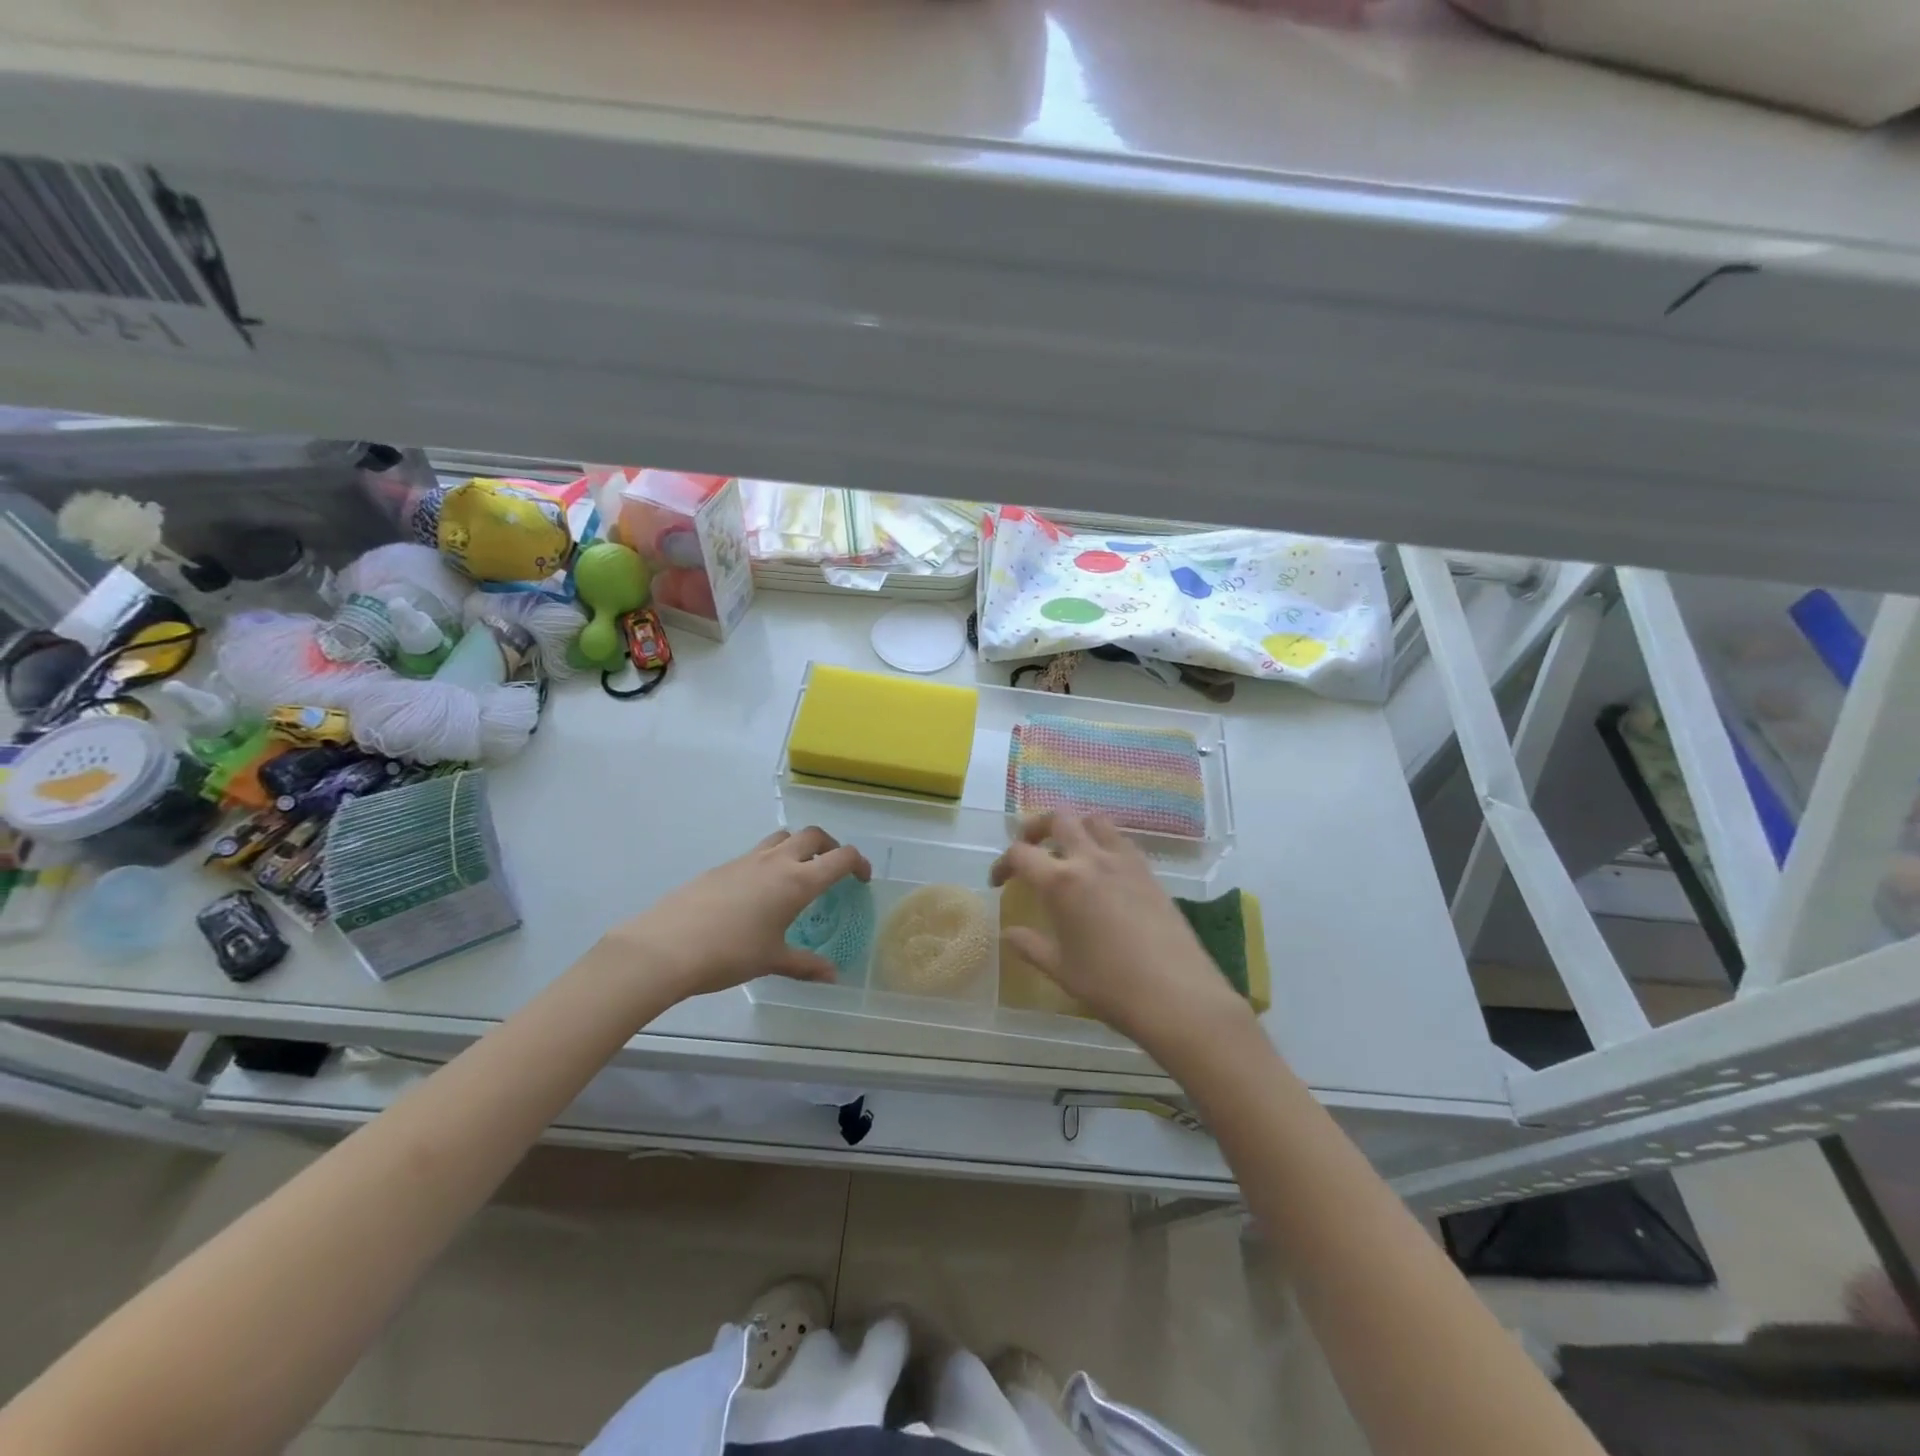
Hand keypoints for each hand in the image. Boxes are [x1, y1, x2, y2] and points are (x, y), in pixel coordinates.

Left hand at [604, 828, 870, 1000]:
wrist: (666, 947)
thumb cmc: (729, 954)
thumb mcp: (772, 961)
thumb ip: (805, 965)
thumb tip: (832, 976)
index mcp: (797, 881)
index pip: (840, 857)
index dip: (858, 863)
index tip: (862, 878)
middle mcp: (776, 862)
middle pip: (813, 835)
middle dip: (830, 846)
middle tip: (833, 869)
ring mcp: (746, 860)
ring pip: (782, 837)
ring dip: (798, 847)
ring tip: (797, 874)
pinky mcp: (722, 867)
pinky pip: (756, 853)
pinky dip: (770, 861)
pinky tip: (759, 893)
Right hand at [990, 814, 1253, 1056]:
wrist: (1177, 995)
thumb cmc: (1110, 986)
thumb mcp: (1061, 970)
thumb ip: (1030, 946)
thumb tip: (1008, 933)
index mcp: (1061, 882)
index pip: (1021, 853)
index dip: (1003, 864)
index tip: (999, 882)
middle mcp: (1091, 860)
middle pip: (1059, 819)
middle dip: (1036, 827)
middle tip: (1029, 848)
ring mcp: (1124, 862)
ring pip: (1094, 820)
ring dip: (1075, 827)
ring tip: (1067, 850)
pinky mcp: (1150, 872)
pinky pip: (1121, 841)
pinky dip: (1104, 843)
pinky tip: (1103, 870)